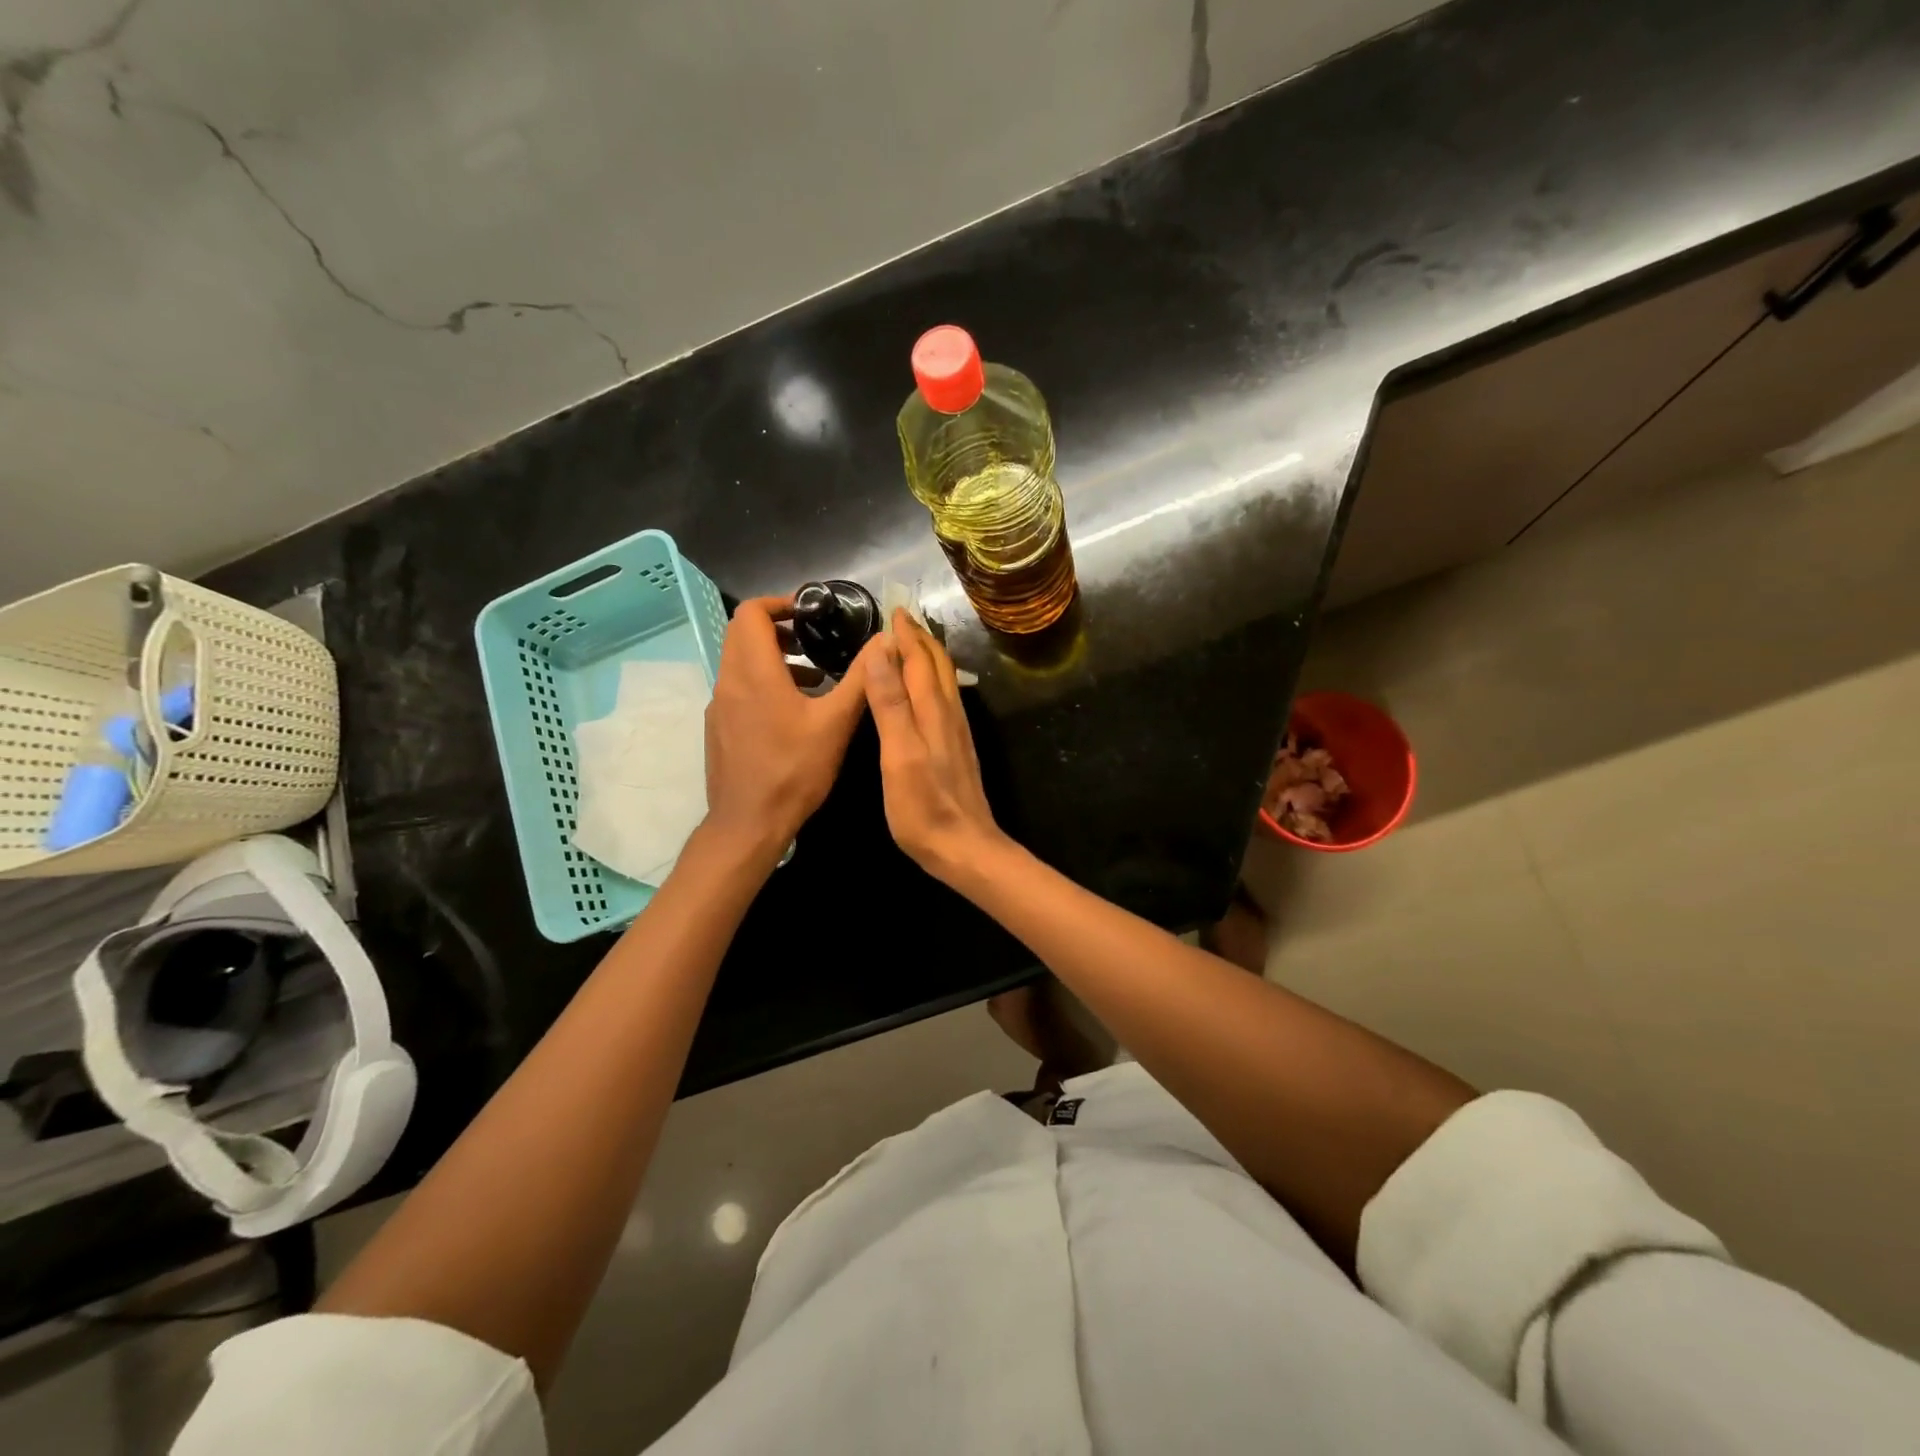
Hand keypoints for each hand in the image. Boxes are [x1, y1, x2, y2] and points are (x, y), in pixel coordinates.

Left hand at [702, 596, 868, 854]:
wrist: (748, 823)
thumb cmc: (794, 770)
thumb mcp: (836, 723)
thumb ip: (861, 679)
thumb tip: (884, 642)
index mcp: (754, 672)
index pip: (751, 613)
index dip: (780, 603)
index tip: (810, 613)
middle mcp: (729, 681)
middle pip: (743, 634)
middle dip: (779, 629)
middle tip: (815, 641)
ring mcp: (719, 706)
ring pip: (741, 662)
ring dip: (774, 658)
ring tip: (816, 679)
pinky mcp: (719, 728)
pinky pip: (739, 689)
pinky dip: (764, 683)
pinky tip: (795, 714)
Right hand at [860, 610, 1009, 883]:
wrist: (965, 848)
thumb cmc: (924, 807)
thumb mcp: (899, 755)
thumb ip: (891, 704)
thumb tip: (881, 653)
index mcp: (932, 711)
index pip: (919, 660)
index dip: (906, 634)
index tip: (894, 609)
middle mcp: (949, 714)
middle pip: (936, 665)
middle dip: (920, 639)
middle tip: (902, 619)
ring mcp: (956, 733)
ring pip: (943, 682)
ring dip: (928, 657)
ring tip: (912, 645)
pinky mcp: (956, 750)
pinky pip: (944, 700)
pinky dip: (932, 682)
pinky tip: (925, 692)